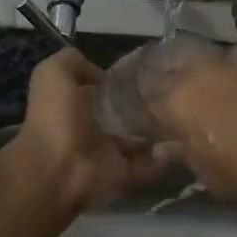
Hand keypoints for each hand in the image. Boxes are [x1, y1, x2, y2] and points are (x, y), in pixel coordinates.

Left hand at [1, 50, 165, 214]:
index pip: (103, 91)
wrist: (57, 169)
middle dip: (148, 106)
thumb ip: (73, 62)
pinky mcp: (123, 174)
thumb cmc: (55, 118)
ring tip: (183, 117)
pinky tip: (177, 141)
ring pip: (141, 140)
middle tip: (174, 94)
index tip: (149, 72)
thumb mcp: (53, 74)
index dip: (122, 81)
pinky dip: (164, 157)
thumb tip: (102, 75)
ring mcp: (109, 153)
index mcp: (75, 105)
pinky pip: (149, 165)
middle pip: (125, 116)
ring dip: (161, 131)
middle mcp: (92, 129)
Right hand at [144, 44, 236, 204]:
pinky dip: (220, 72)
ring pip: (193, 57)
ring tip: (194, 92)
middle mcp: (194, 70)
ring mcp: (227, 58)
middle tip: (160, 101)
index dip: (136, 113)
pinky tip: (231, 89)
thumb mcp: (208, 174)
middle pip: (160, 66)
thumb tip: (166, 146)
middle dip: (155, 82)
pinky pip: (226, 60)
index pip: (140, 100)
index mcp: (174, 100)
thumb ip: (182, 154)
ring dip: (186, 72)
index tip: (140, 124)